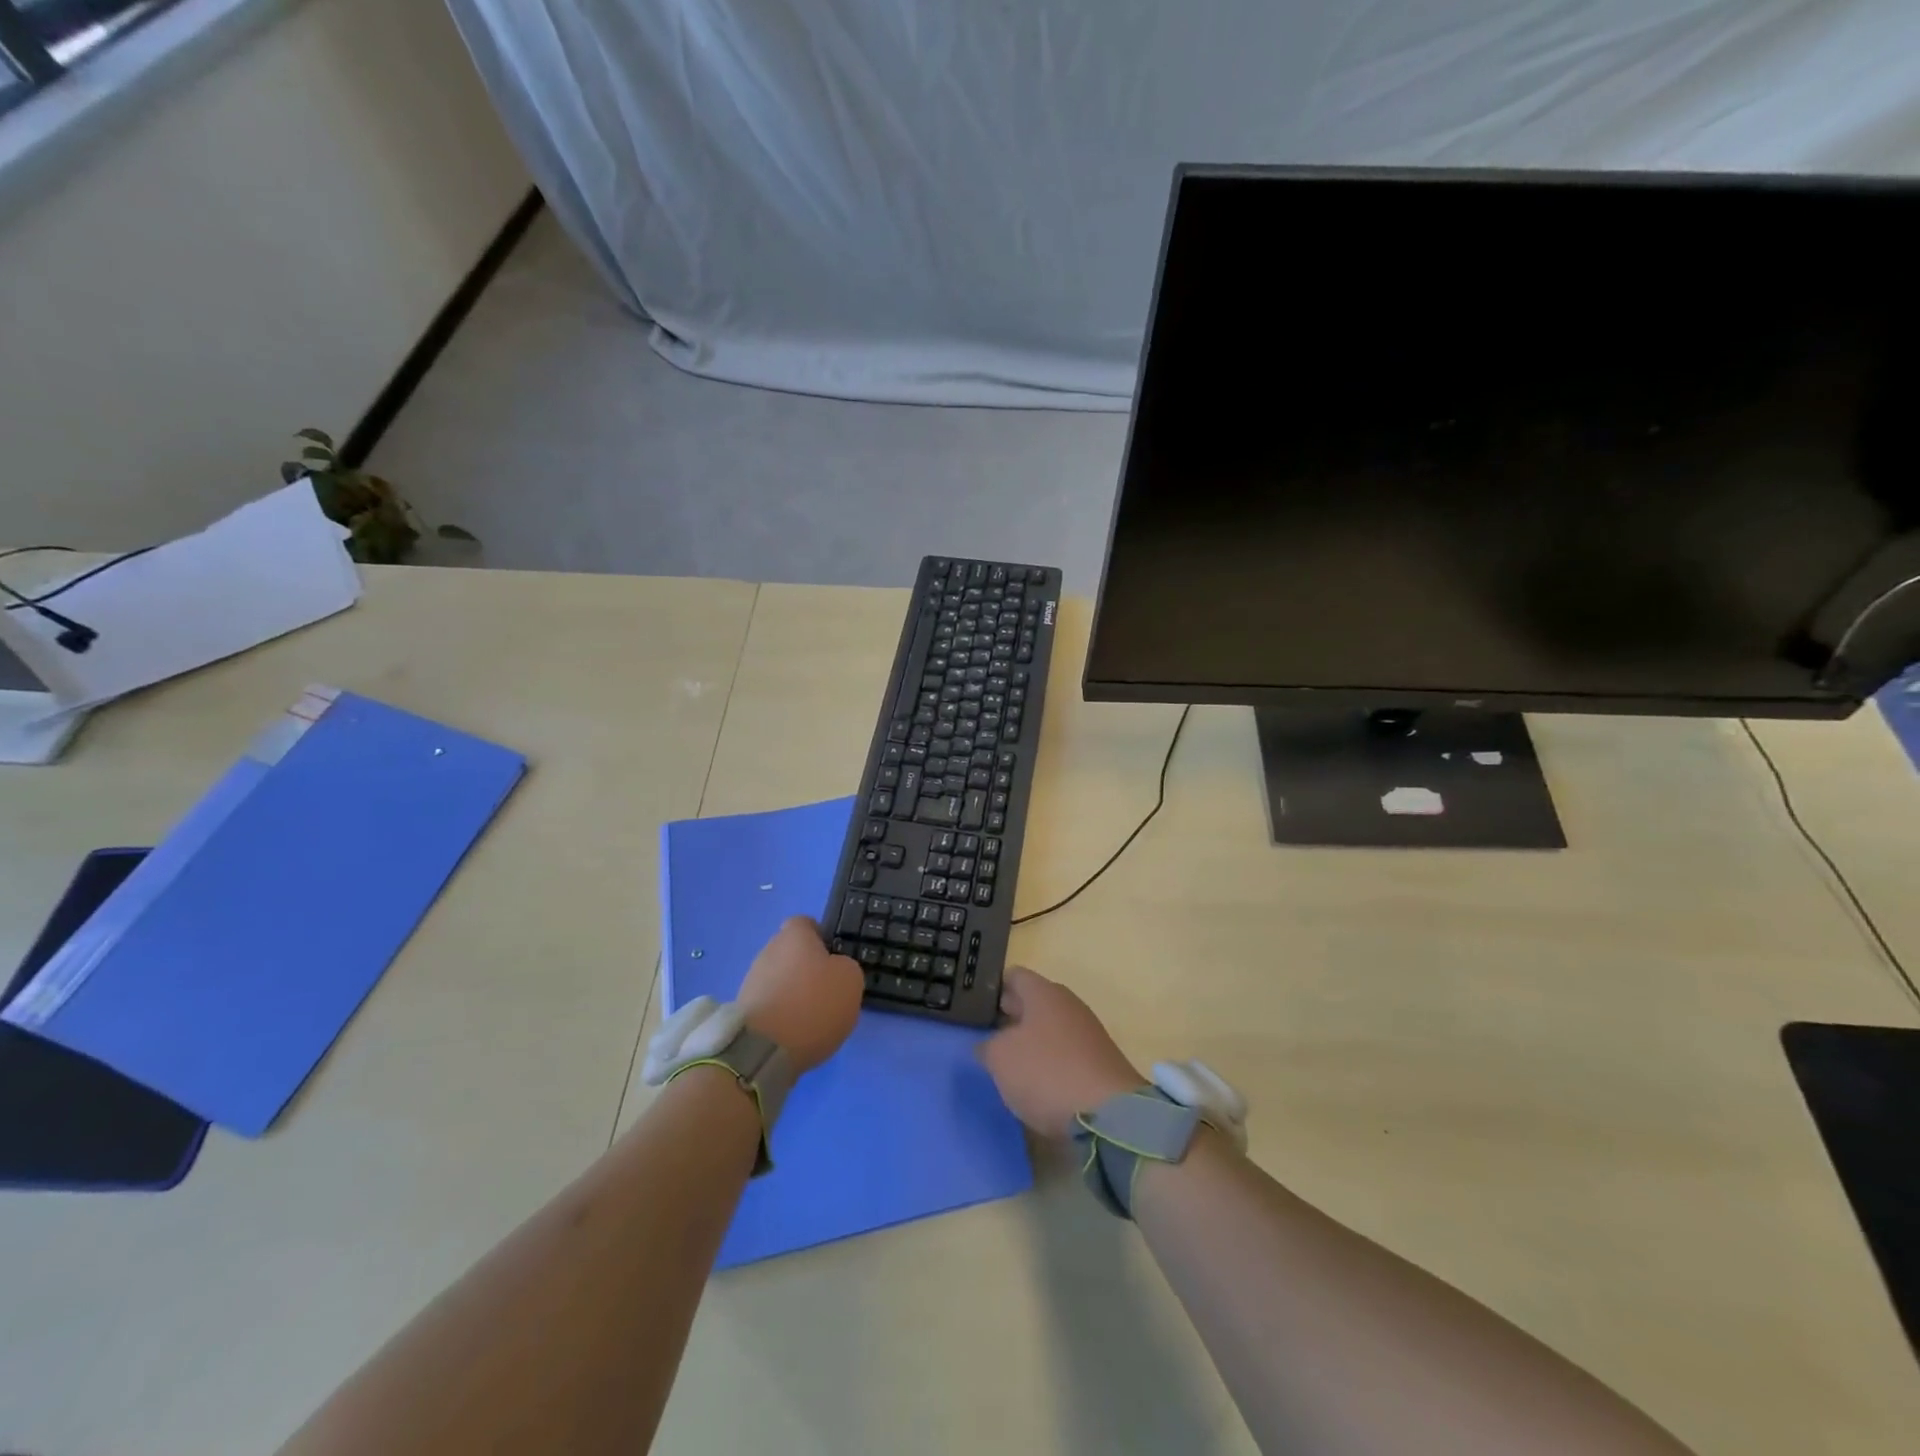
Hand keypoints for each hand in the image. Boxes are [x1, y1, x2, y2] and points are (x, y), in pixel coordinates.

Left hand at [736, 917, 863, 1073]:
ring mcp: (752, 980)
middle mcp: (769, 950)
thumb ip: (845, 967)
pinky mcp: (743, 1009)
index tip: (834, 958)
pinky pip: (770, 1004)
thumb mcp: (850, 980)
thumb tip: (834, 969)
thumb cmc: (813, 1004)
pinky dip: (782, 1015)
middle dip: (806, 968)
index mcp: (794, 935)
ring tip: (811, 1018)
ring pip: (779, 979)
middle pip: (791, 953)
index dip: (821, 937)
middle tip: (827, 991)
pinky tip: (794, 1033)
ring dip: (793, 993)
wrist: (764, 1049)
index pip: (806, 924)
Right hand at [977, 966, 1143, 1137]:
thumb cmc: (1046, 1072)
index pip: (1014, 976)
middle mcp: (1068, 1004)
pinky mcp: (1100, 1061)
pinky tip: (1038, 1083)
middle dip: (1011, 1016)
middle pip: (1033, 1001)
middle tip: (987, 1036)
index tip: (976, 1008)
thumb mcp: (1000, 1058)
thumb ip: (988, 1046)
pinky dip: (1050, 1062)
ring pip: (1050, 1028)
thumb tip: (990, 1045)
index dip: (993, 989)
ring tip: (1009, 1064)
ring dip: (1031, 1042)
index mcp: (1043, 992)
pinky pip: (1066, 1052)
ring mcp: (1088, 1032)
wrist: (1109, 1114)